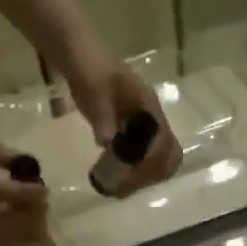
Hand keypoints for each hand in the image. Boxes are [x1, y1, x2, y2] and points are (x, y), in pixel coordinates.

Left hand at [66, 54, 184, 194]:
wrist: (78, 58)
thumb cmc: (88, 70)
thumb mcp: (94, 89)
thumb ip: (102, 114)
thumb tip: (106, 142)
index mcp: (149, 106)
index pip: (164, 140)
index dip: (154, 161)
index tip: (134, 174)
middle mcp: (151, 119)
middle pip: (167, 154)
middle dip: (153, 172)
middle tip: (130, 185)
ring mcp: (142, 126)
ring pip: (156, 158)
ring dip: (144, 174)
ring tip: (122, 187)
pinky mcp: (131, 132)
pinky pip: (140, 156)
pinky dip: (133, 170)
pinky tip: (115, 178)